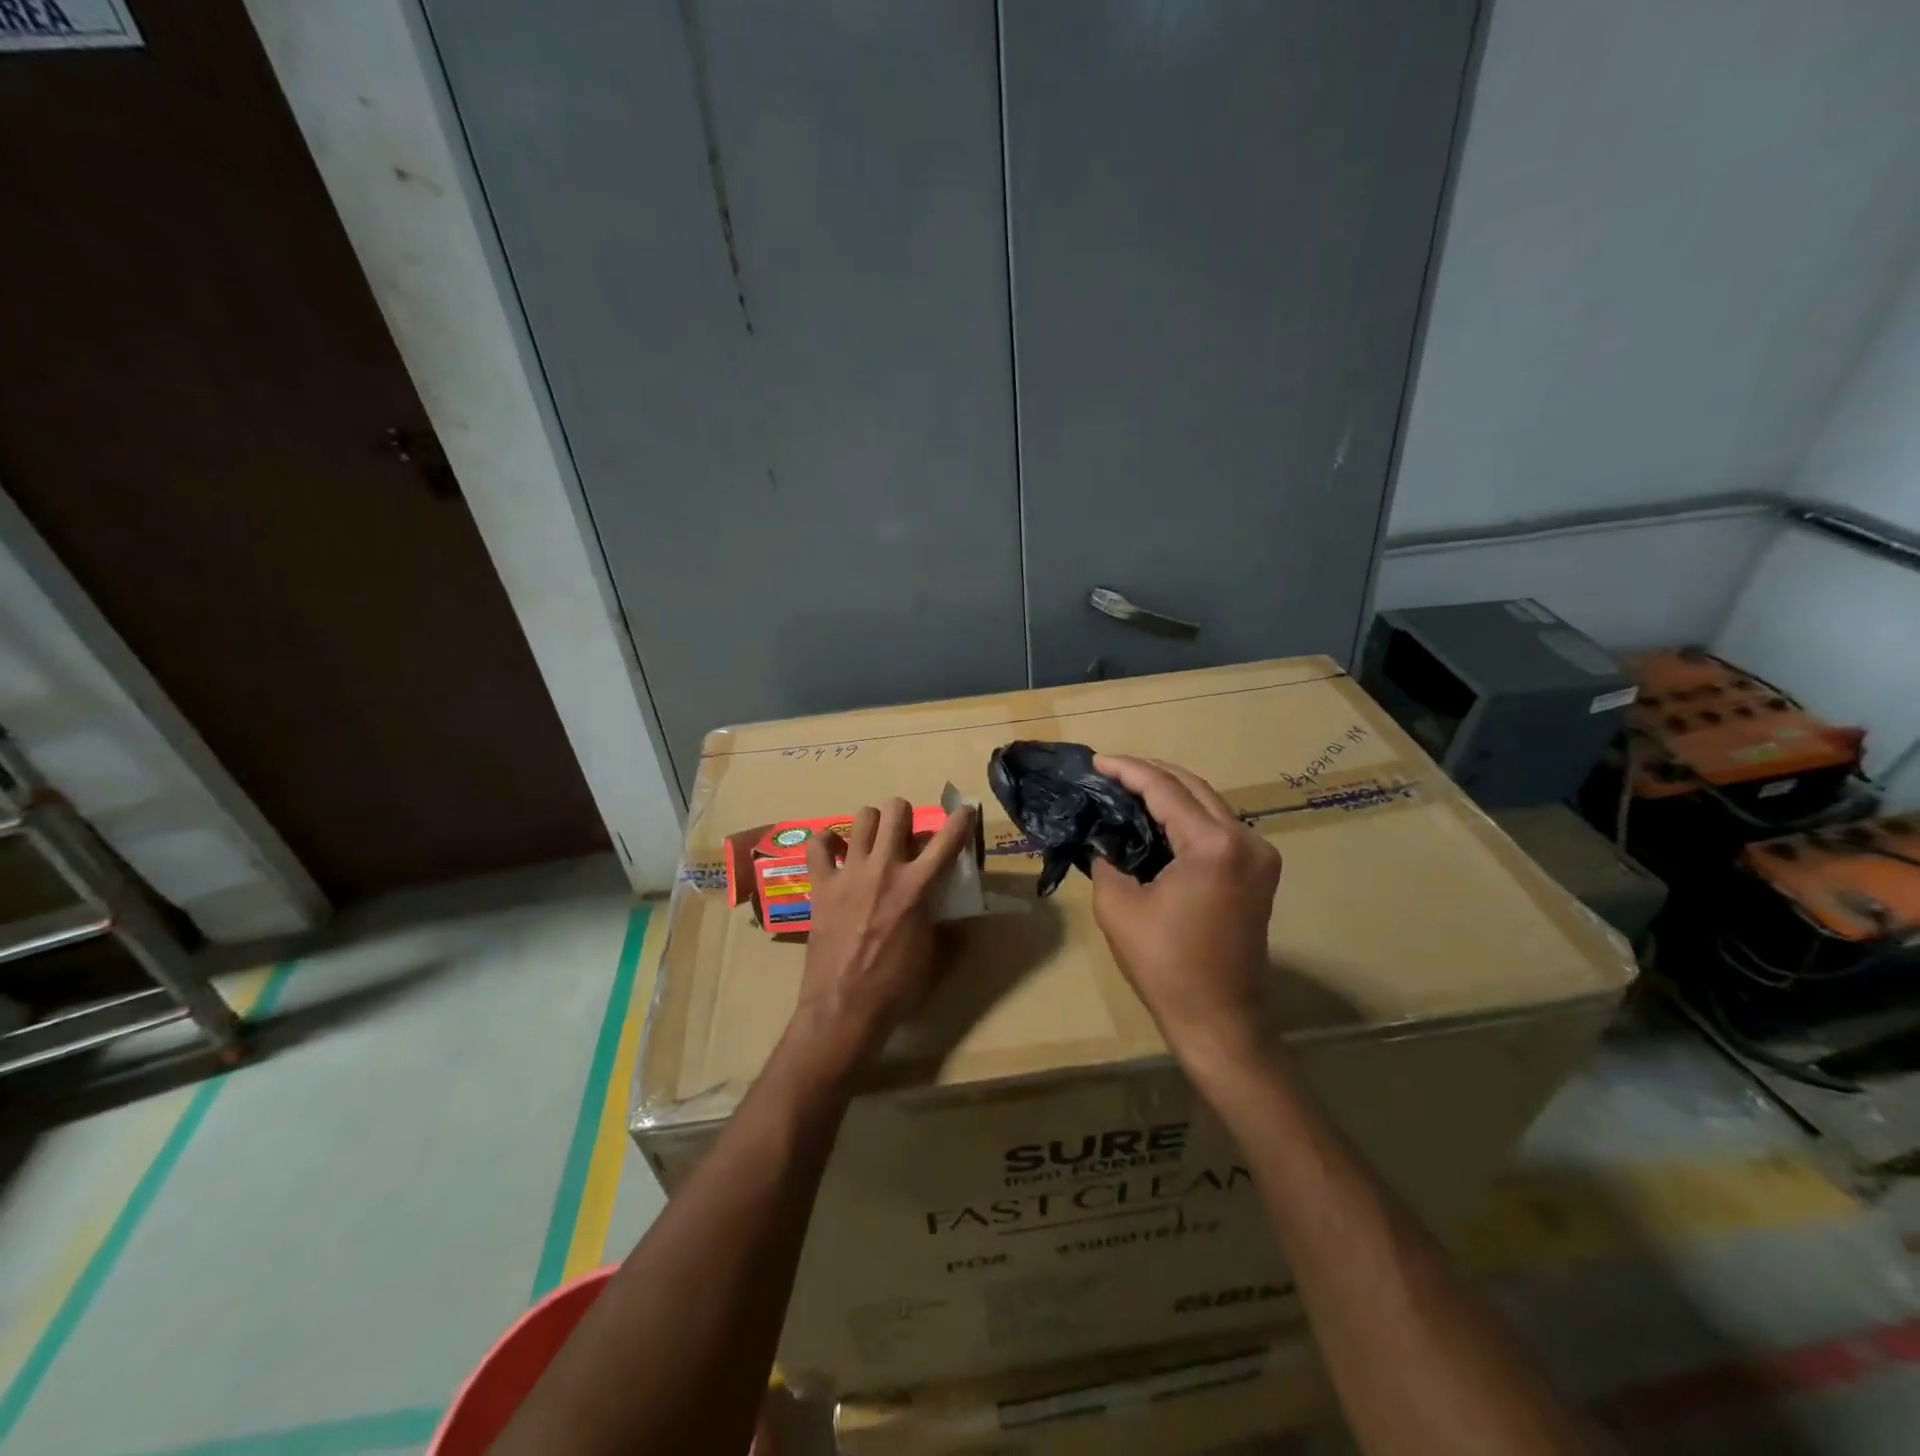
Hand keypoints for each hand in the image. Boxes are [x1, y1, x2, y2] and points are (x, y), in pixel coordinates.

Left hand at [784, 797, 974, 1079]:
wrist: (845, 1008)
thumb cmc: (897, 987)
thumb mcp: (934, 955)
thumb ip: (943, 924)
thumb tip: (950, 914)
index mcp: (918, 886)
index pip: (948, 839)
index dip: (962, 819)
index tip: (965, 811)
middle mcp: (884, 868)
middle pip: (897, 811)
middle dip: (906, 815)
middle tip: (906, 835)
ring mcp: (849, 873)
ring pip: (862, 817)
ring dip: (873, 824)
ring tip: (873, 842)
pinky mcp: (821, 885)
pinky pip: (817, 845)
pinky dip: (827, 842)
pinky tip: (835, 852)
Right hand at [1089, 756, 1280, 1072]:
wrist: (1219, 1020)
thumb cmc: (1165, 965)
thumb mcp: (1118, 905)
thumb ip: (1107, 857)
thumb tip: (1103, 835)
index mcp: (1214, 845)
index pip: (1165, 789)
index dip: (1128, 770)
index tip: (1096, 761)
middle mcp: (1246, 839)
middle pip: (1193, 787)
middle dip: (1150, 774)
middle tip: (1109, 772)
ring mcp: (1259, 856)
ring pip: (1208, 804)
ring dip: (1170, 794)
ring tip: (1127, 790)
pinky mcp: (1259, 872)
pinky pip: (1219, 828)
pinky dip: (1187, 817)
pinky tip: (1157, 819)